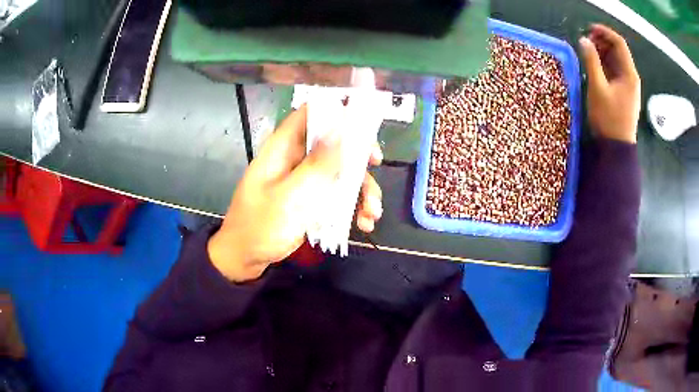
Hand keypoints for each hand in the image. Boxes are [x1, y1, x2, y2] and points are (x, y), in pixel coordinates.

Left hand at [207, 106, 383, 282]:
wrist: (245, 258)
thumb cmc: (260, 226)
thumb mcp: (290, 197)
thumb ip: (317, 164)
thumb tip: (341, 127)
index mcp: (283, 147)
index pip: (311, 114)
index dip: (337, 112)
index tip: (363, 126)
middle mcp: (296, 158)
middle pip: (333, 141)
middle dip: (357, 153)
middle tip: (375, 163)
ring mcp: (305, 180)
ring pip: (340, 171)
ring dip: (361, 189)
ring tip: (372, 213)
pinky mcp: (311, 199)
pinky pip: (337, 194)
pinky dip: (353, 206)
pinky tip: (363, 223)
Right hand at [579, 24, 640, 143]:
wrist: (617, 149)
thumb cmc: (609, 119)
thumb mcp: (598, 88)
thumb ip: (591, 61)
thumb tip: (583, 40)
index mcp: (629, 74)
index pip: (619, 43)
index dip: (604, 32)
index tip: (589, 29)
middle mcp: (631, 77)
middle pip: (618, 50)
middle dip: (602, 42)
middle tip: (586, 42)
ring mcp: (628, 86)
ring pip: (616, 60)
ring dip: (602, 52)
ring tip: (588, 53)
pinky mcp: (624, 93)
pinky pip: (615, 71)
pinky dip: (605, 64)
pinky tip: (594, 66)